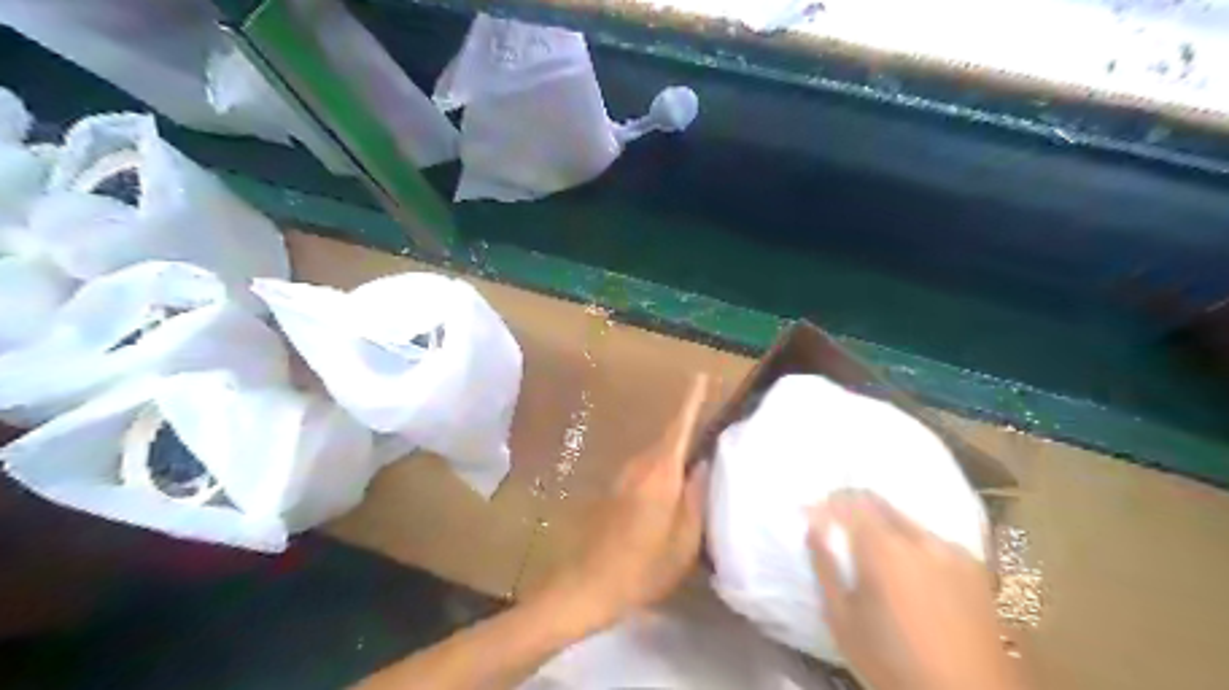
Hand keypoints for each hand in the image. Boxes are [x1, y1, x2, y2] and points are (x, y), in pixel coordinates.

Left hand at [543, 374, 711, 626]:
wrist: (589, 585)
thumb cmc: (644, 566)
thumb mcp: (685, 540)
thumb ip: (696, 496)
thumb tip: (703, 463)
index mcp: (660, 473)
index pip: (679, 426)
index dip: (691, 400)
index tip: (701, 376)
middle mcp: (639, 466)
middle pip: (669, 437)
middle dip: (690, 429)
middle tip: (715, 434)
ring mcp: (623, 477)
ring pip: (658, 454)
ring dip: (677, 452)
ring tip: (700, 464)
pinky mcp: (615, 491)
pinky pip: (647, 469)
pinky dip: (664, 469)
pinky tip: (674, 490)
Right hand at [815, 490, 1023, 688]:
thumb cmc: (891, 663)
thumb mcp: (842, 620)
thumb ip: (825, 566)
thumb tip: (814, 526)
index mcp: (883, 549)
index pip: (848, 501)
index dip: (826, 503)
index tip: (811, 512)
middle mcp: (919, 539)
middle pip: (879, 503)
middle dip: (853, 507)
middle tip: (837, 524)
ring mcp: (952, 551)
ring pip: (906, 521)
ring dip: (883, 526)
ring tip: (873, 552)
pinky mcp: (975, 568)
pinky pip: (932, 542)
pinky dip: (912, 545)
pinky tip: (909, 572)